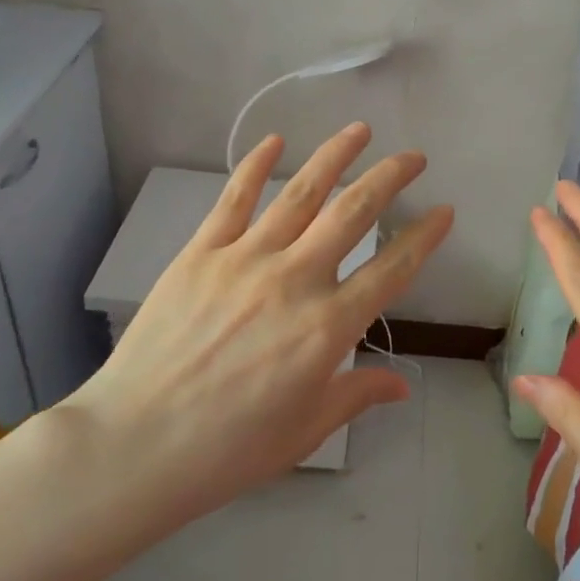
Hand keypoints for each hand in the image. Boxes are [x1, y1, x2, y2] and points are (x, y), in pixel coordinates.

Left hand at [61, 123, 452, 528]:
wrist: (135, 445)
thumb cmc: (229, 449)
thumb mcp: (305, 430)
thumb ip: (356, 396)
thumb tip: (402, 386)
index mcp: (329, 326)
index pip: (392, 269)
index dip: (425, 237)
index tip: (444, 211)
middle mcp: (296, 279)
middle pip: (354, 212)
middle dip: (390, 178)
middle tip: (413, 157)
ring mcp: (246, 258)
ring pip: (302, 193)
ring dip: (336, 155)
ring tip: (360, 130)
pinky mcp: (202, 252)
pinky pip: (235, 199)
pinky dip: (256, 165)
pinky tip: (275, 140)